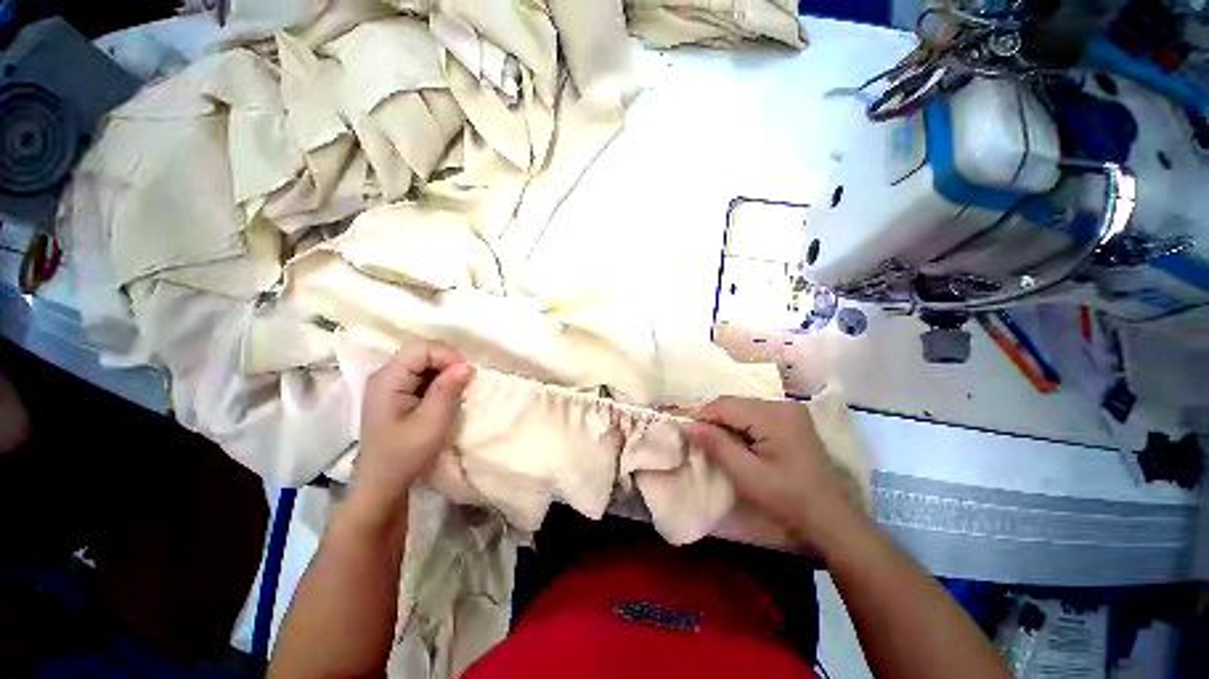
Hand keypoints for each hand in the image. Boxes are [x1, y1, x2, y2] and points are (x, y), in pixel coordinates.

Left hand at [351, 342, 473, 524]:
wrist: (383, 483)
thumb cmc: (405, 455)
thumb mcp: (431, 423)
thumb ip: (448, 391)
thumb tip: (468, 365)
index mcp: (387, 380)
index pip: (420, 349)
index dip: (447, 355)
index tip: (467, 375)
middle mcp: (385, 376)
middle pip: (421, 352)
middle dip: (448, 362)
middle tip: (466, 382)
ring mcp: (390, 384)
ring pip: (424, 362)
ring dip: (446, 371)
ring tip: (459, 390)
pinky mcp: (397, 393)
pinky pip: (422, 375)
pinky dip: (440, 380)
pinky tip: (447, 396)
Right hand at [684, 397, 858, 549]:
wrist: (829, 518)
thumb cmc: (787, 498)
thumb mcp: (746, 474)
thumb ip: (716, 445)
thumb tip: (687, 425)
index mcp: (773, 415)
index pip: (725, 405)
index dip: (702, 417)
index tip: (687, 435)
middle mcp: (782, 405)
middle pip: (734, 403)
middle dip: (714, 420)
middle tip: (701, 443)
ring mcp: (789, 411)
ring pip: (743, 408)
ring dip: (726, 423)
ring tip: (717, 445)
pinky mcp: (791, 420)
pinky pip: (755, 415)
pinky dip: (741, 426)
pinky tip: (739, 444)